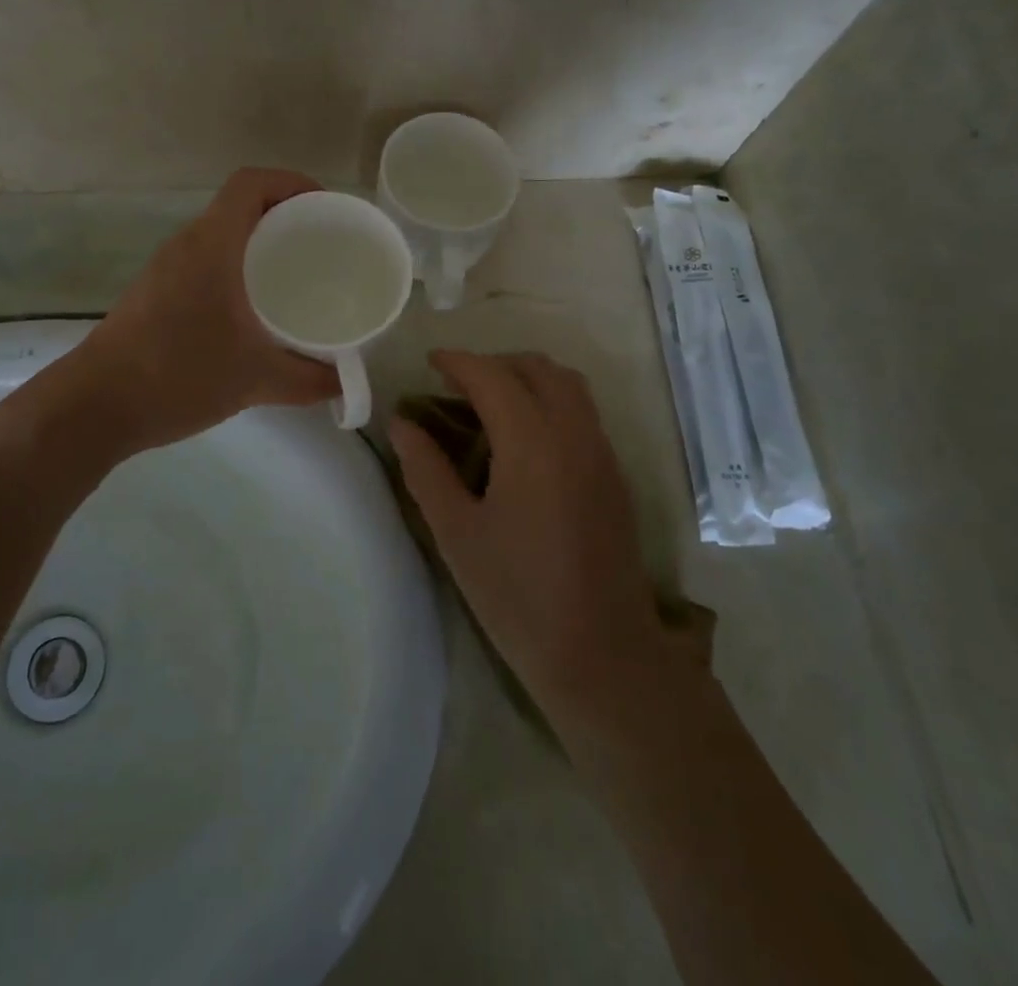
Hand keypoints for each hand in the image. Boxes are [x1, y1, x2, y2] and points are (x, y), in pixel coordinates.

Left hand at [67, 170, 339, 453]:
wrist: (95, 406)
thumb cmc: (177, 375)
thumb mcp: (255, 379)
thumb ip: (308, 380)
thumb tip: (345, 384)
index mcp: (213, 245)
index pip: (252, 183)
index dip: (292, 182)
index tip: (326, 209)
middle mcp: (187, 245)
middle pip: (240, 207)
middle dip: (284, 217)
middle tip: (322, 247)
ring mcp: (166, 270)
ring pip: (221, 237)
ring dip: (259, 245)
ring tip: (296, 277)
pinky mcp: (155, 294)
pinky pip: (206, 263)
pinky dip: (237, 270)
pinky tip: (254, 311)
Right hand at [390, 351, 667, 721]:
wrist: (602, 655)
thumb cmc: (518, 595)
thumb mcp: (457, 533)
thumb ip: (425, 470)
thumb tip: (401, 423)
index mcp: (533, 442)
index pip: (492, 376)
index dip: (457, 362)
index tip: (429, 362)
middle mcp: (574, 433)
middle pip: (537, 367)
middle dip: (494, 363)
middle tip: (456, 386)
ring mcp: (602, 452)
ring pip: (567, 385)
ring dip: (526, 378)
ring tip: (489, 406)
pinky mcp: (615, 475)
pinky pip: (582, 412)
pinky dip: (549, 401)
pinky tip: (524, 441)